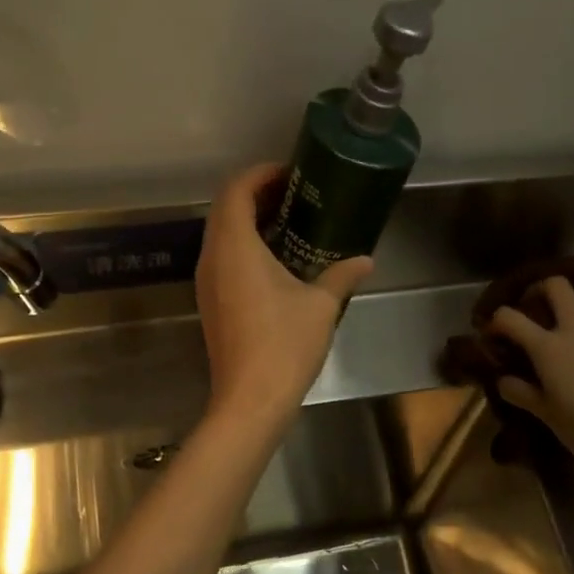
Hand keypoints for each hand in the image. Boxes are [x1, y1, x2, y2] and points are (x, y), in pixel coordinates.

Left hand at [196, 164, 373, 424]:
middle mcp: (212, 258)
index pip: (236, 191)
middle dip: (256, 194)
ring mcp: (207, 282)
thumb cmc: (284, 344)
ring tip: (288, 221)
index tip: (290, 173)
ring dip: (249, 220)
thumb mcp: (321, 304)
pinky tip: (276, 259)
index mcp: (234, 247)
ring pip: (220, 234)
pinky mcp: (210, 302)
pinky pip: (222, 257)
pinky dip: (244, 245)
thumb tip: (366, 259)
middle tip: (294, 194)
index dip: (260, 174)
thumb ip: (342, 275)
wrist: (250, 400)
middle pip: (224, 209)